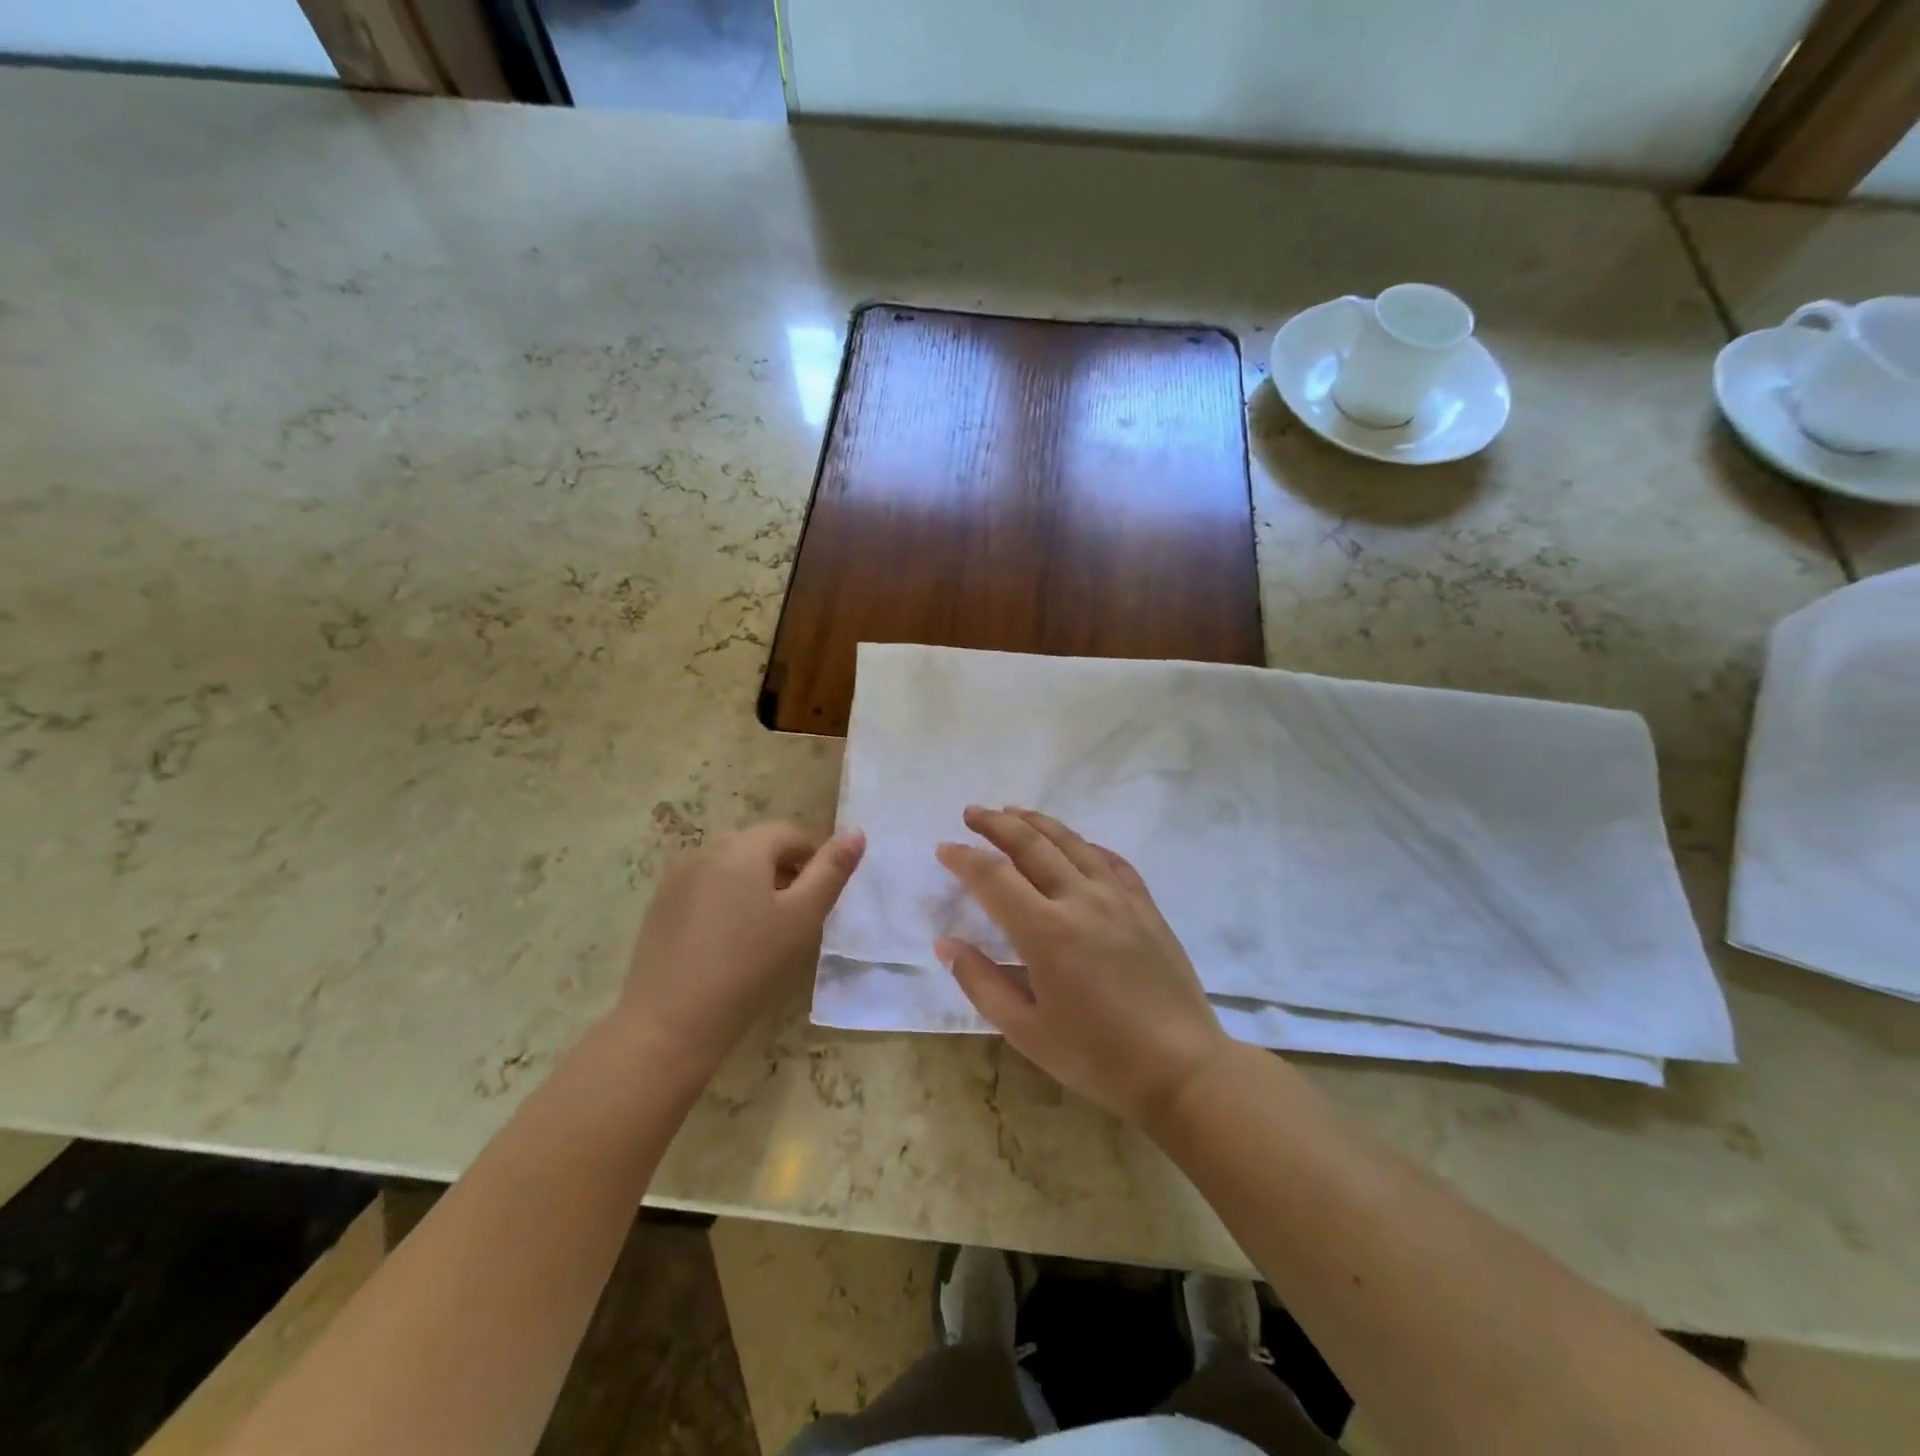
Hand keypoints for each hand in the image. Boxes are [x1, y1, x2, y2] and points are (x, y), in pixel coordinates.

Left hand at [617, 822, 864, 1076]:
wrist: (670, 1021)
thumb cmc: (749, 965)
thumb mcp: (803, 917)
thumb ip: (832, 871)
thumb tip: (856, 832)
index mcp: (744, 847)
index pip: (791, 834)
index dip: (813, 861)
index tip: (817, 902)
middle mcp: (707, 850)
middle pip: (759, 847)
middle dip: (783, 873)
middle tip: (793, 920)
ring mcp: (678, 877)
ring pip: (730, 868)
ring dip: (753, 887)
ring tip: (761, 934)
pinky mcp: (659, 906)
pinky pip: (704, 889)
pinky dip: (723, 903)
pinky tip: (725, 944)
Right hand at [935, 806, 1230, 1127]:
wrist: (1181, 1068)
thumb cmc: (1096, 1057)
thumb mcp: (1026, 1032)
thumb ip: (981, 983)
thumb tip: (945, 944)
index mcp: (1046, 932)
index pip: (994, 877)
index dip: (965, 859)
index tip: (944, 848)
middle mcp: (1080, 900)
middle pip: (1032, 846)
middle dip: (996, 824)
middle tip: (972, 813)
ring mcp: (1118, 898)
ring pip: (1072, 843)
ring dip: (1038, 823)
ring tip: (1013, 812)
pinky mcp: (1145, 906)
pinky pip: (1111, 861)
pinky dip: (1086, 845)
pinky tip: (1075, 843)